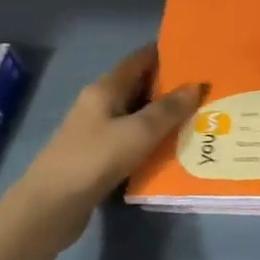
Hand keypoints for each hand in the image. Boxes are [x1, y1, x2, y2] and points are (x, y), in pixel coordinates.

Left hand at [17, 46, 201, 244]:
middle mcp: (99, 104)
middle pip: (139, 86)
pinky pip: (132, 139)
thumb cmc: (95, 159)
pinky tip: (175, 148)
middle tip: (207, 90)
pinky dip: (153, 139)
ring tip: (200, 117)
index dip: (167, 54)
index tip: (198, 54)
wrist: (52, 206)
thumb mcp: (139, 131)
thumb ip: (169, 109)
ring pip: (137, 115)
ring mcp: (97, 131)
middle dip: (171, 87)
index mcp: (105, 89)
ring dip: (164, 116)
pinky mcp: (99, 155)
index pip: (139, 59)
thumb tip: (196, 85)